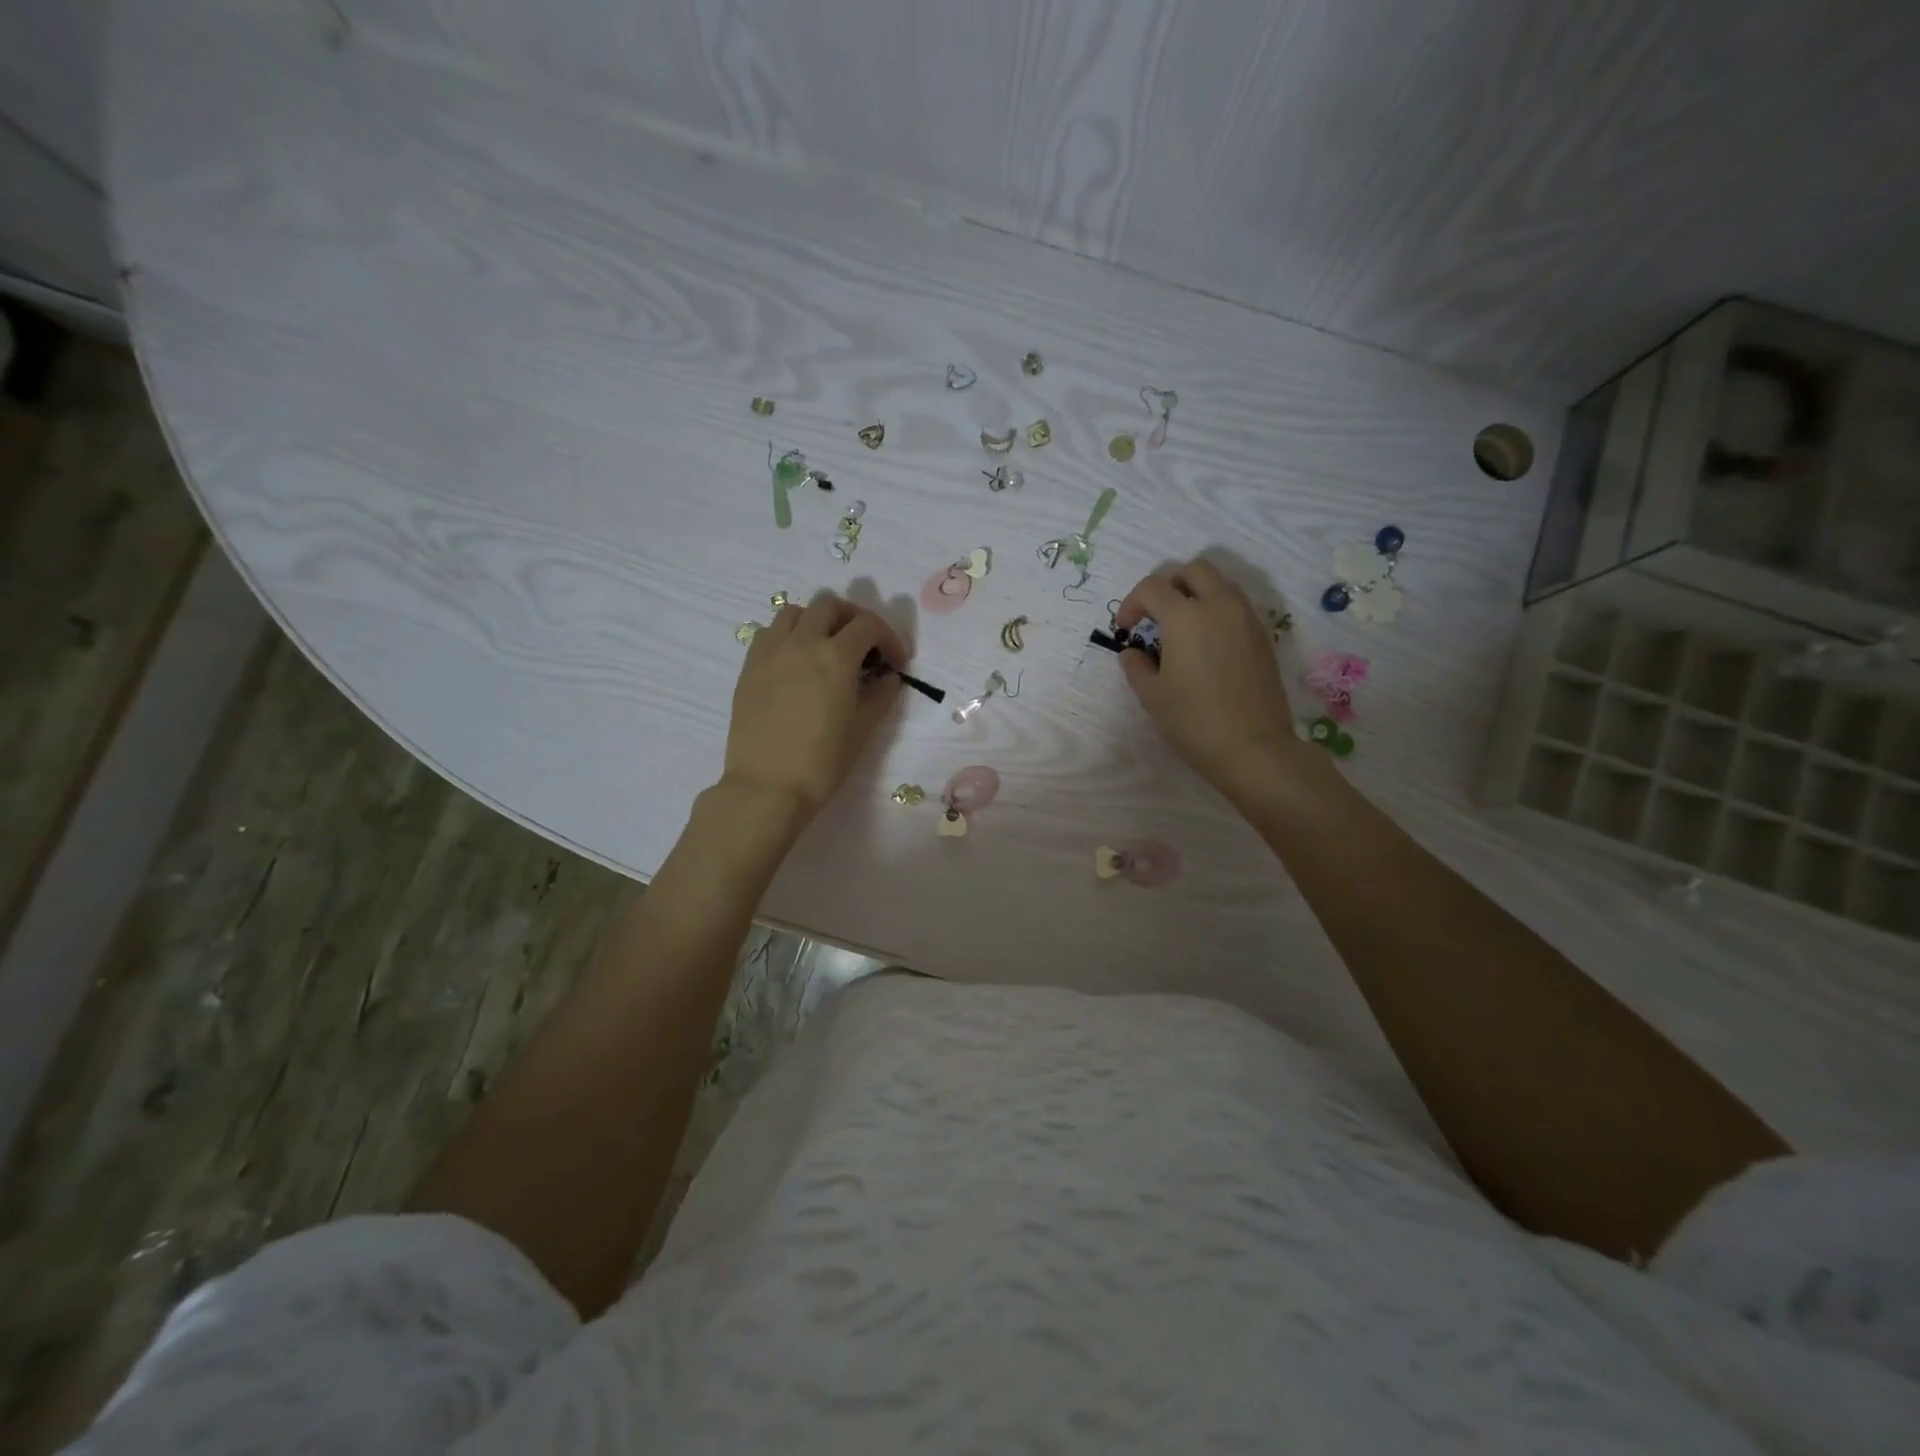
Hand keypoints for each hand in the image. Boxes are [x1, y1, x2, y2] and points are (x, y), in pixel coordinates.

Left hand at [720, 591, 908, 825]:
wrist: (767, 787)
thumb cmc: (822, 762)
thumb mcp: (863, 729)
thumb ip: (880, 695)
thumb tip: (887, 677)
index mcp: (835, 657)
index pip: (869, 625)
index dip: (890, 639)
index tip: (896, 663)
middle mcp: (802, 642)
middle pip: (831, 605)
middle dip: (854, 618)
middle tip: (864, 646)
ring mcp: (771, 651)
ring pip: (796, 611)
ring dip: (818, 620)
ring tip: (827, 647)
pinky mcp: (749, 666)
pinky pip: (770, 632)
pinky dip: (789, 635)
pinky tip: (796, 661)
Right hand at [1116, 558, 1318, 806]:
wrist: (1254, 748)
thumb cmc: (1194, 721)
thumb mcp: (1152, 696)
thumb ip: (1136, 666)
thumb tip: (1132, 652)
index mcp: (1185, 616)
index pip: (1152, 587)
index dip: (1132, 603)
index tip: (1126, 630)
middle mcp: (1219, 605)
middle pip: (1192, 570)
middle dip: (1168, 585)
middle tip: (1155, 617)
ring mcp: (1246, 618)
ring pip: (1219, 583)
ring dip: (1196, 594)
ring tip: (1182, 629)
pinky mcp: (1262, 636)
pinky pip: (1236, 606)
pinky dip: (1216, 611)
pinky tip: (1206, 645)